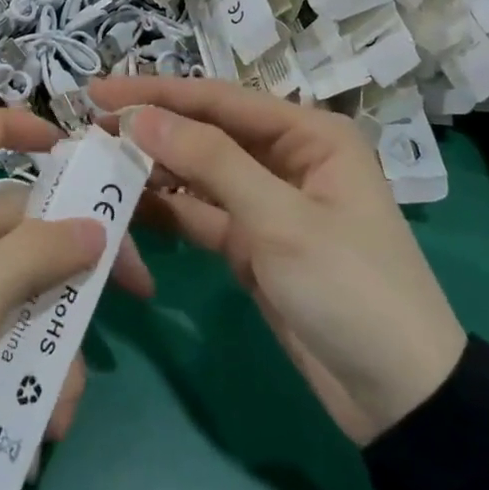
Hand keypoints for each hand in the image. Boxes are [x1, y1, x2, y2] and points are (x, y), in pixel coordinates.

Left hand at [0, 106, 153, 489]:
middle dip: (80, 260)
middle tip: (137, 290)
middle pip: (28, 222)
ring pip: (37, 293)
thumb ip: (30, 259)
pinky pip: (24, 344)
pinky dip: (41, 382)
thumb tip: (95, 226)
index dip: (8, 123)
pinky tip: (41, 428)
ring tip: (55, 403)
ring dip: (60, 343)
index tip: (65, 147)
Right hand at [91, 76, 464, 446]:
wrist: (400, 398)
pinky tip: (125, 204)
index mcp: (309, 135)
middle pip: (206, 132)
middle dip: (151, 129)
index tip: (99, 91)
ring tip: (96, 161)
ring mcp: (266, 203)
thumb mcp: (281, 222)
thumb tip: (141, 117)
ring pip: (198, 173)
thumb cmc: (351, 290)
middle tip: (88, 126)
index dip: (157, 94)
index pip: (220, 100)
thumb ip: (210, 162)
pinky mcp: (251, 243)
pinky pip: (199, 214)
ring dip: (152, 168)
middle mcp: (286, 158)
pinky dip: (166, 209)